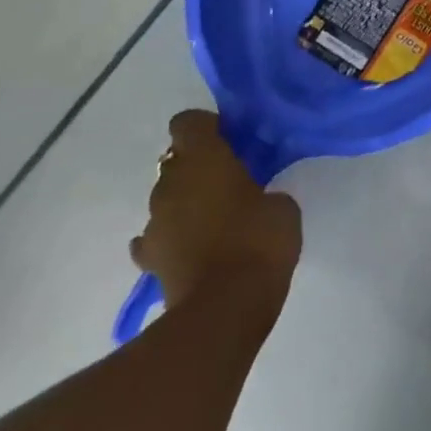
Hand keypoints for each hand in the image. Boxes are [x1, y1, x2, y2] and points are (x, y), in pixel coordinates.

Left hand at [131, 111, 301, 307]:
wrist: (224, 309)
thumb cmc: (259, 242)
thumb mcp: (282, 207)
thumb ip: (265, 192)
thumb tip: (256, 200)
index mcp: (203, 158)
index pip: (188, 122)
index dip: (207, 128)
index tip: (230, 142)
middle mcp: (170, 182)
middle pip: (176, 161)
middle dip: (198, 168)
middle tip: (229, 183)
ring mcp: (154, 222)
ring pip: (167, 199)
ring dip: (186, 204)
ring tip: (214, 222)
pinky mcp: (148, 260)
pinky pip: (155, 238)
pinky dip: (171, 239)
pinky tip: (191, 250)